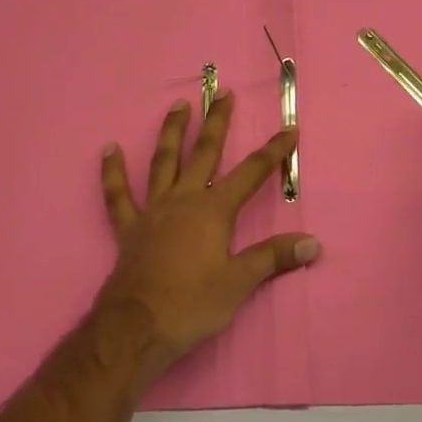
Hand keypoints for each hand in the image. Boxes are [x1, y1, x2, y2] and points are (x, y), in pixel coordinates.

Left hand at [96, 91, 319, 375]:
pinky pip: (117, 195)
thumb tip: (313, 243)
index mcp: (213, 210)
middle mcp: (184, 199)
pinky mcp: (129, 228)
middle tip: (224, 94)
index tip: (290, 129)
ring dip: (172, 132)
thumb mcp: (239, 283)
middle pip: (204, 153)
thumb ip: (274, 258)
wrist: (136, 328)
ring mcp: (153, 210)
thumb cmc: (192, 304)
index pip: (251, 173)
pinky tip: (108, 150)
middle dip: (217, 123)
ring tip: (178, 105)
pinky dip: (112, 172)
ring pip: (163, 162)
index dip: (274, 151)